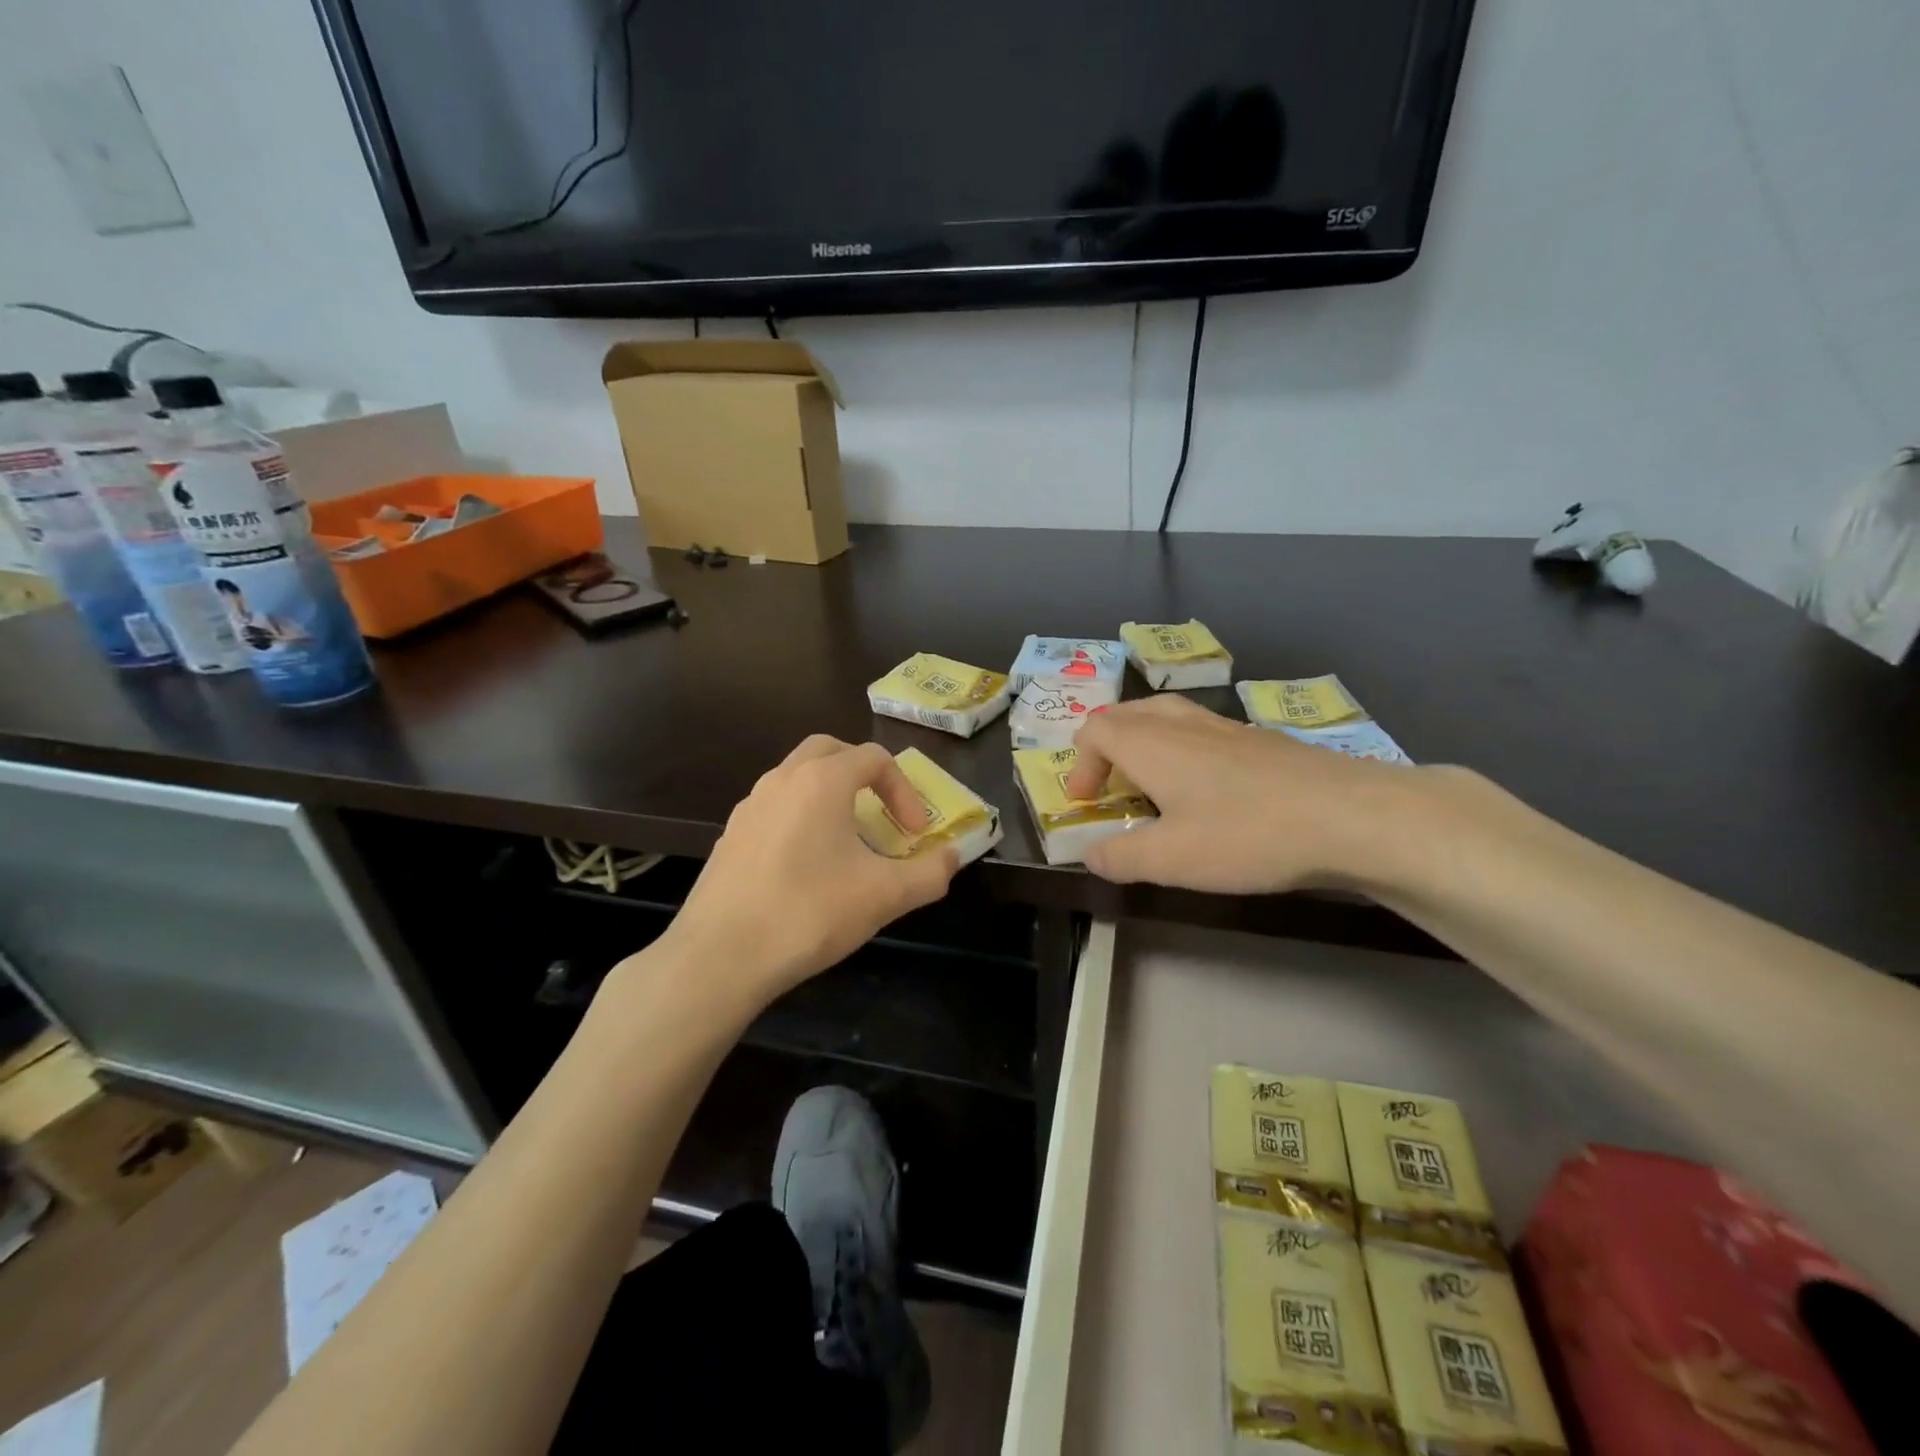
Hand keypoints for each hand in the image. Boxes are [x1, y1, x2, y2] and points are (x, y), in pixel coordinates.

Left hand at [651, 735, 959, 1005]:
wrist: (721, 956)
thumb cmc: (810, 913)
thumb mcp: (885, 896)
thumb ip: (930, 873)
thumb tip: (954, 857)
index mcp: (821, 781)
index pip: (874, 758)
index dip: (905, 791)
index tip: (914, 834)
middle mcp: (782, 780)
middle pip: (830, 751)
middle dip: (864, 774)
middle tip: (881, 811)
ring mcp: (750, 806)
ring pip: (798, 778)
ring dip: (830, 795)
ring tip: (847, 841)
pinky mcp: (731, 836)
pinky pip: (775, 808)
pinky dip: (801, 818)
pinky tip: (806, 866)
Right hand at [1063, 696, 1429, 893]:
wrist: (1350, 815)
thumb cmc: (1248, 834)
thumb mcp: (1172, 859)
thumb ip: (1120, 857)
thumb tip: (1090, 854)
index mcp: (1152, 744)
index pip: (1096, 728)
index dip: (1081, 763)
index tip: (1087, 803)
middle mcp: (1184, 724)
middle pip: (1129, 712)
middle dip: (1108, 745)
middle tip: (1110, 785)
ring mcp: (1227, 727)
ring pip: (1168, 716)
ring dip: (1145, 742)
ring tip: (1151, 782)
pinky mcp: (1262, 740)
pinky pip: (1203, 730)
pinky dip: (1183, 749)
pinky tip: (1208, 789)